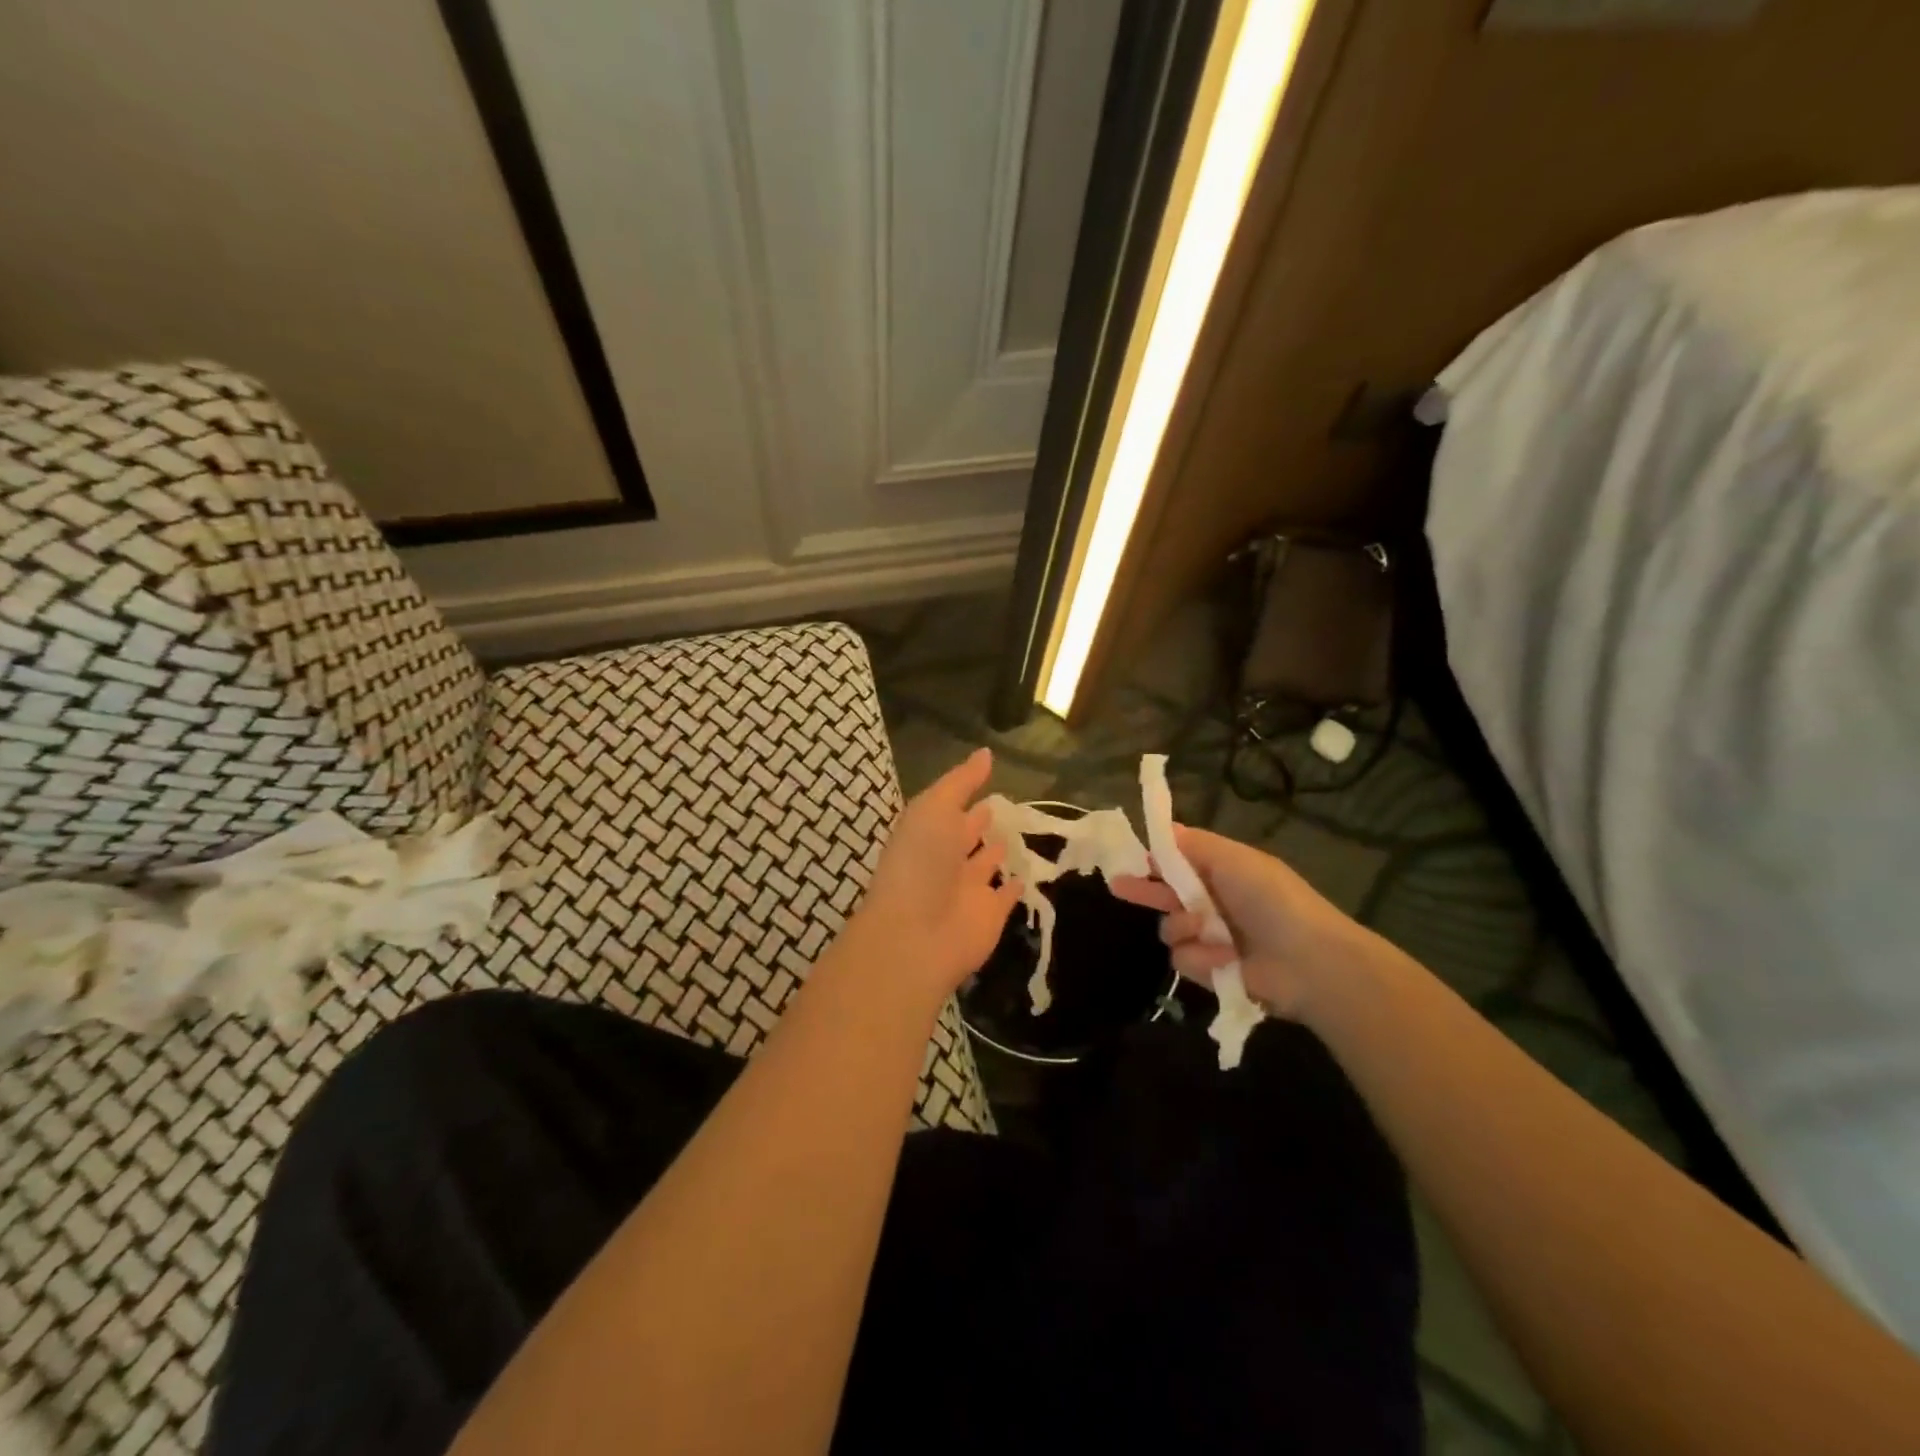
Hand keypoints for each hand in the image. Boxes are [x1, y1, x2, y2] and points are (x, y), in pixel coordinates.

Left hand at [848, 748, 1022, 1002]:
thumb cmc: (920, 862)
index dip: (966, 795)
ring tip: (1016, 835)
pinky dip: (1015, 886)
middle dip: (981, 822)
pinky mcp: (989, 915)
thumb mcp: (935, 808)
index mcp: (928, 833)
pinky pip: (1006, 896)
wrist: (916, 935)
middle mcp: (946, 860)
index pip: (950, 810)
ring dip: (998, 852)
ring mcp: (968, 890)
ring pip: (986, 865)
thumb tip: (986, 752)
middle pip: (966, 836)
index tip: (988, 779)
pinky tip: (1026, 876)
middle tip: (1005, 806)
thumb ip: (961, 782)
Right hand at [1111, 825, 1367, 1019]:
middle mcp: (1215, 904)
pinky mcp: (1212, 972)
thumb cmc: (1272, 900)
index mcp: (1223, 872)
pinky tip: (1224, 959)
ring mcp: (1212, 939)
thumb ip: (1193, 844)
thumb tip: (1164, 828)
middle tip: (1119, 886)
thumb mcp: (1234, 859)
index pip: (1178, 862)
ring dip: (1184, 928)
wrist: (1310, 963)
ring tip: (1208, 931)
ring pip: (1170, 929)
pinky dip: (1202, 958)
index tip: (1129, 858)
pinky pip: (1184, 960)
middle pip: (1167, 895)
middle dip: (1146, 891)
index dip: (1154, 860)